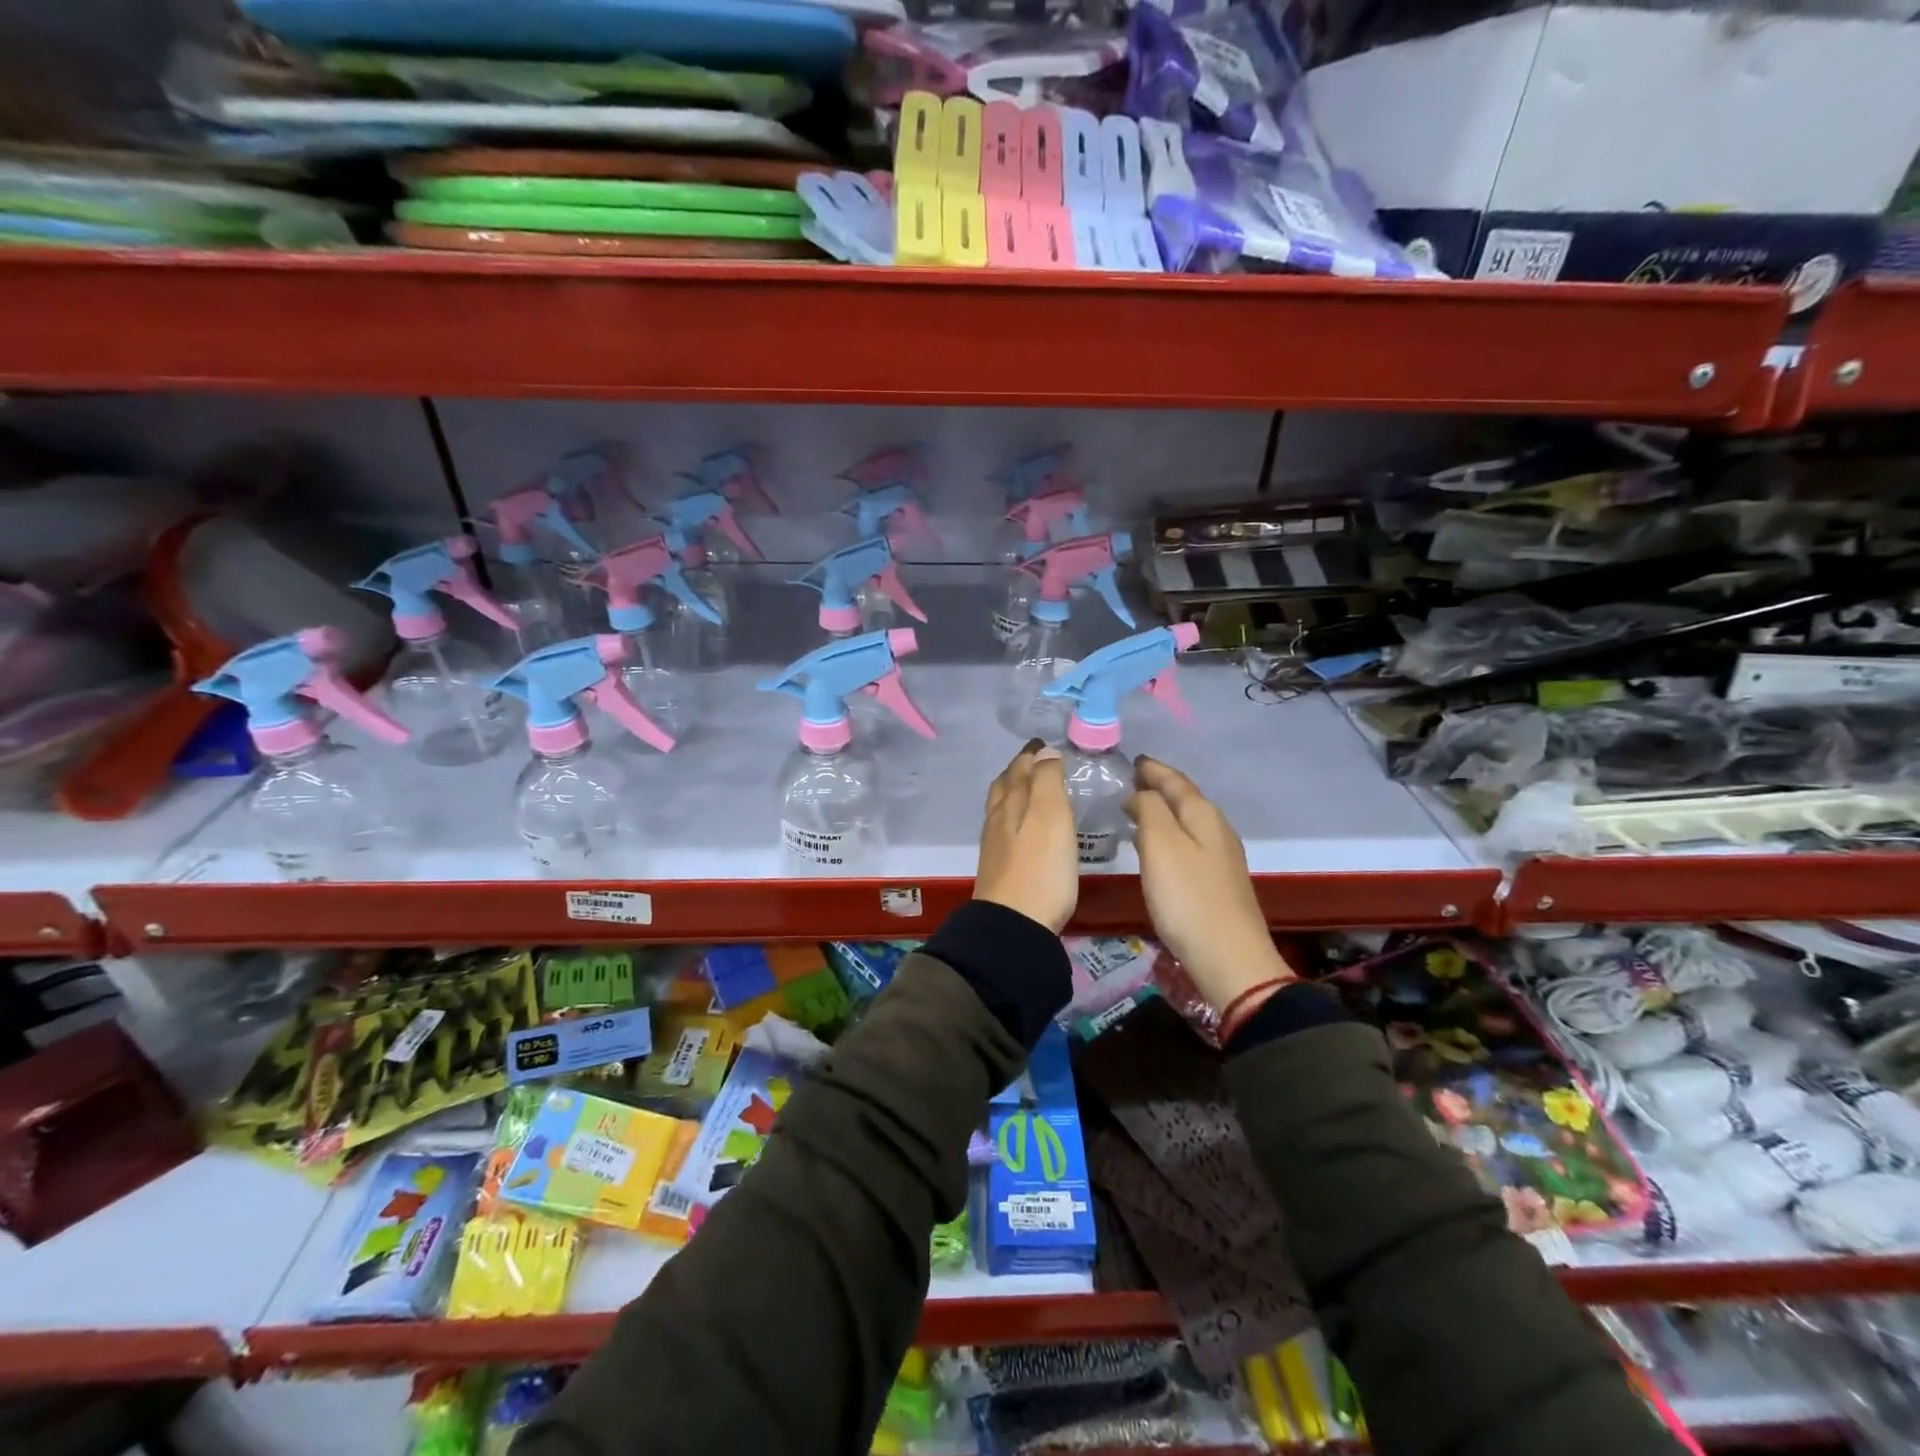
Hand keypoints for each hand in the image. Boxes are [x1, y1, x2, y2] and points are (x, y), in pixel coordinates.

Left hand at [975, 741, 1077, 933]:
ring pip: (1001, 806)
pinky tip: (1023, 827)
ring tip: (1029, 789)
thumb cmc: (1041, 869)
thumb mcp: (1051, 818)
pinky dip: (1013, 815)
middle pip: (1005, 785)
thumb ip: (1047, 782)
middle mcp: (998, 818)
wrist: (1014, 925)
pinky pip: (1003, 827)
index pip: (1020, 768)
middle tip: (1035, 761)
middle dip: (1019, 769)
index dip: (1031, 754)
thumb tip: (1043, 752)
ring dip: (1014, 791)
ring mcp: (995, 844)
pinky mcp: (998, 867)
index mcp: (1012, 802)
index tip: (1043, 744)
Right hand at [1126, 755, 1293, 1010]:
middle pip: (1185, 798)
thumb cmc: (1188, 897)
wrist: (1229, 958)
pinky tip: (1156, 848)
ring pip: (1187, 822)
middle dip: (1158, 787)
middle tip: (1130, 782)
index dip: (1152, 769)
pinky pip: (1189, 844)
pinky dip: (1169, 835)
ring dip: (1163, 812)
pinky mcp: (1217, 882)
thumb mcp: (1160, 844)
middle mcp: (1216, 830)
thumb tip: (1140, 794)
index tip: (1132, 760)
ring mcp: (1221, 857)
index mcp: (1203, 815)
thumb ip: (1149, 809)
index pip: (1175, 780)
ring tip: (1137, 810)